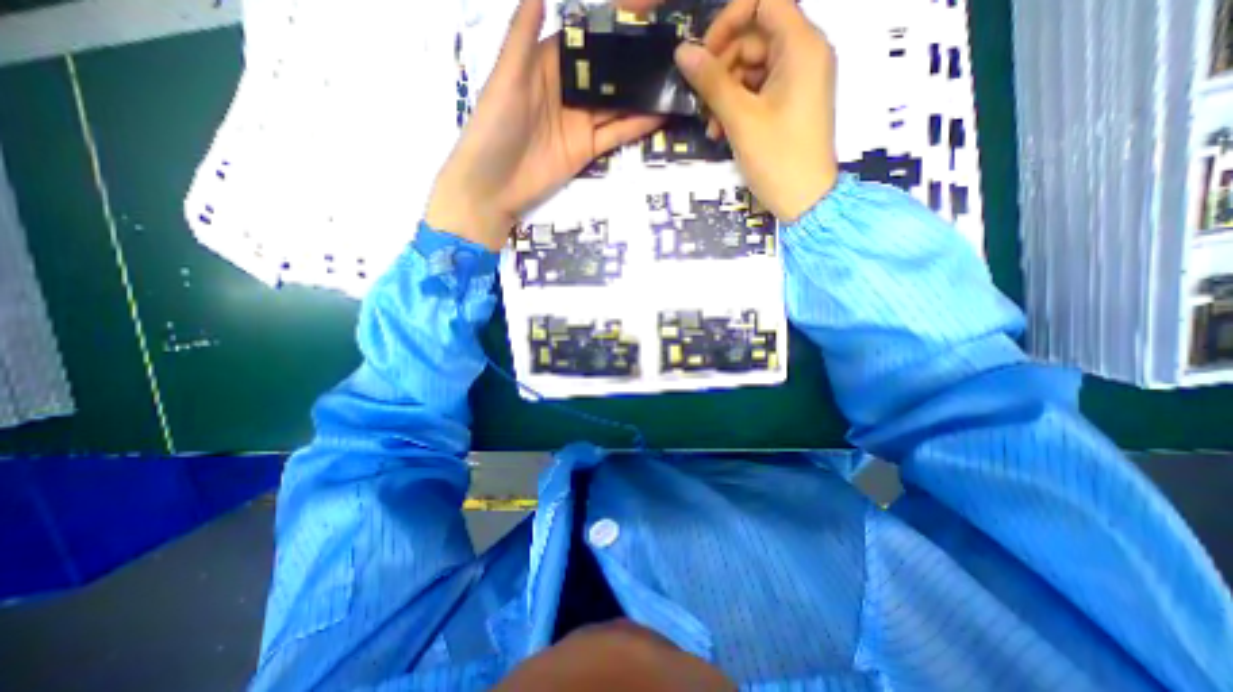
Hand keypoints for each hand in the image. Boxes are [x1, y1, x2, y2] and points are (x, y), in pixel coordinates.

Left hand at [430, 0, 669, 247]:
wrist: (493, 187)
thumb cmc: (494, 127)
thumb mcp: (506, 78)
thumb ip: (523, 36)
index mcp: (547, 63)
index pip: (587, 37)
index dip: (613, 22)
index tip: (647, 8)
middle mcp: (568, 90)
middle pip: (607, 71)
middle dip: (636, 59)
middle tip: (672, 46)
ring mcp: (580, 122)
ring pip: (617, 103)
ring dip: (642, 92)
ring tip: (674, 77)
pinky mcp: (587, 149)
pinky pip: (616, 134)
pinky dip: (638, 125)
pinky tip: (662, 113)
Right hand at [672, 0, 837, 218]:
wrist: (804, 201)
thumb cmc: (777, 158)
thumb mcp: (740, 119)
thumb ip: (711, 82)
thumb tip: (682, 51)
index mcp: (801, 46)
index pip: (764, 1)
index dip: (728, 20)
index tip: (703, 55)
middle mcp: (805, 54)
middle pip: (754, 38)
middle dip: (722, 68)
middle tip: (702, 102)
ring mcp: (799, 80)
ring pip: (752, 68)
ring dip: (725, 94)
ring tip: (711, 127)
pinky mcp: (791, 103)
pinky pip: (759, 90)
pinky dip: (738, 106)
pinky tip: (721, 131)